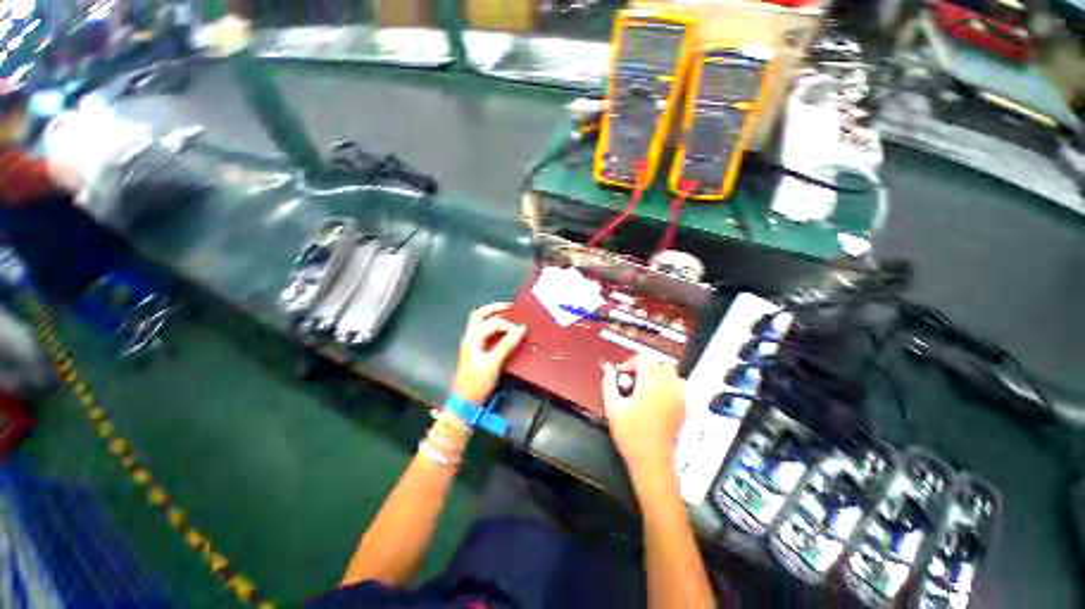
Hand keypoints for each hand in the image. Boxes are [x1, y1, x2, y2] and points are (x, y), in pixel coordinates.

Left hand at [452, 303, 526, 404]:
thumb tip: (521, 329)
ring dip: (494, 316)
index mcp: (472, 339)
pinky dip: (494, 327)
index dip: (507, 324)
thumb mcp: (493, 363)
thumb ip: (506, 345)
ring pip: (480, 322)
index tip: (521, 330)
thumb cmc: (477, 383)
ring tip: (509, 315)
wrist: (465, 402)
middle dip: (495, 308)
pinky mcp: (475, 351)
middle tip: (511, 307)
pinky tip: (504, 331)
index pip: (491, 323)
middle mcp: (470, 337)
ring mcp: (471, 344)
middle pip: (479, 315)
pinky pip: (484, 332)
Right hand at [602, 358, 685, 474]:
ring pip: (671, 372)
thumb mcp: (612, 407)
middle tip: (632, 379)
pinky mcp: (683, 407)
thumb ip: (608, 382)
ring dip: (657, 373)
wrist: (651, 460)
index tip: (622, 374)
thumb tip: (607, 368)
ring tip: (645, 385)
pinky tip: (657, 395)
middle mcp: (667, 389)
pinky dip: (669, 383)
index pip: (644, 359)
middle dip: (643, 366)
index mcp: (650, 386)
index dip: (630, 363)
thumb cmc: (631, 436)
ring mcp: (678, 398)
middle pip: (659, 363)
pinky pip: (679, 385)